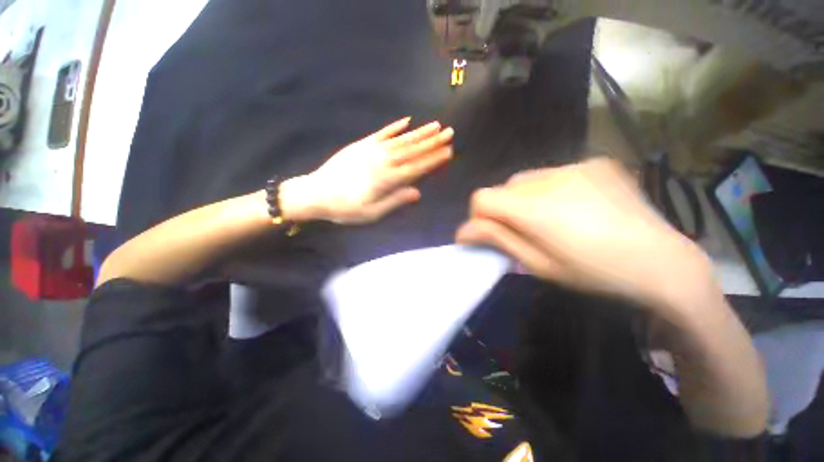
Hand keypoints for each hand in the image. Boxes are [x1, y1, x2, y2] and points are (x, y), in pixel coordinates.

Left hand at [280, 118, 452, 223]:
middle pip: (412, 150)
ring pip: (401, 140)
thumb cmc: (346, 208)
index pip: (416, 167)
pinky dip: (395, 127)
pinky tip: (407, 120)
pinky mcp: (362, 145)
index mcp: (387, 179)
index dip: (433, 160)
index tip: (448, 151)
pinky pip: (382, 133)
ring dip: (419, 132)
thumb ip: (395, 201)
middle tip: (450, 132)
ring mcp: (372, 150)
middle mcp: (383, 161)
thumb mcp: (372, 213)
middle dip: (432, 141)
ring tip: (435, 125)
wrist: (316, 193)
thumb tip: (417, 193)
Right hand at [456, 158, 712, 308]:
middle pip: (504, 187)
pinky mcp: (596, 163)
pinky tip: (575, 206)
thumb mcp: (538, 264)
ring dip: (526, 198)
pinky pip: (556, 173)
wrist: (663, 262)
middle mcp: (551, 178)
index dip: (479, 215)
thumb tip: (464, 231)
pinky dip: (552, 189)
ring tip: (550, 219)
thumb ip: (498, 239)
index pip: (482, 197)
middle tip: (523, 230)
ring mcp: (577, 166)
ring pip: (528, 179)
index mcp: (535, 208)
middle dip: (503, 208)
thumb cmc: (594, 273)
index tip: (488, 233)